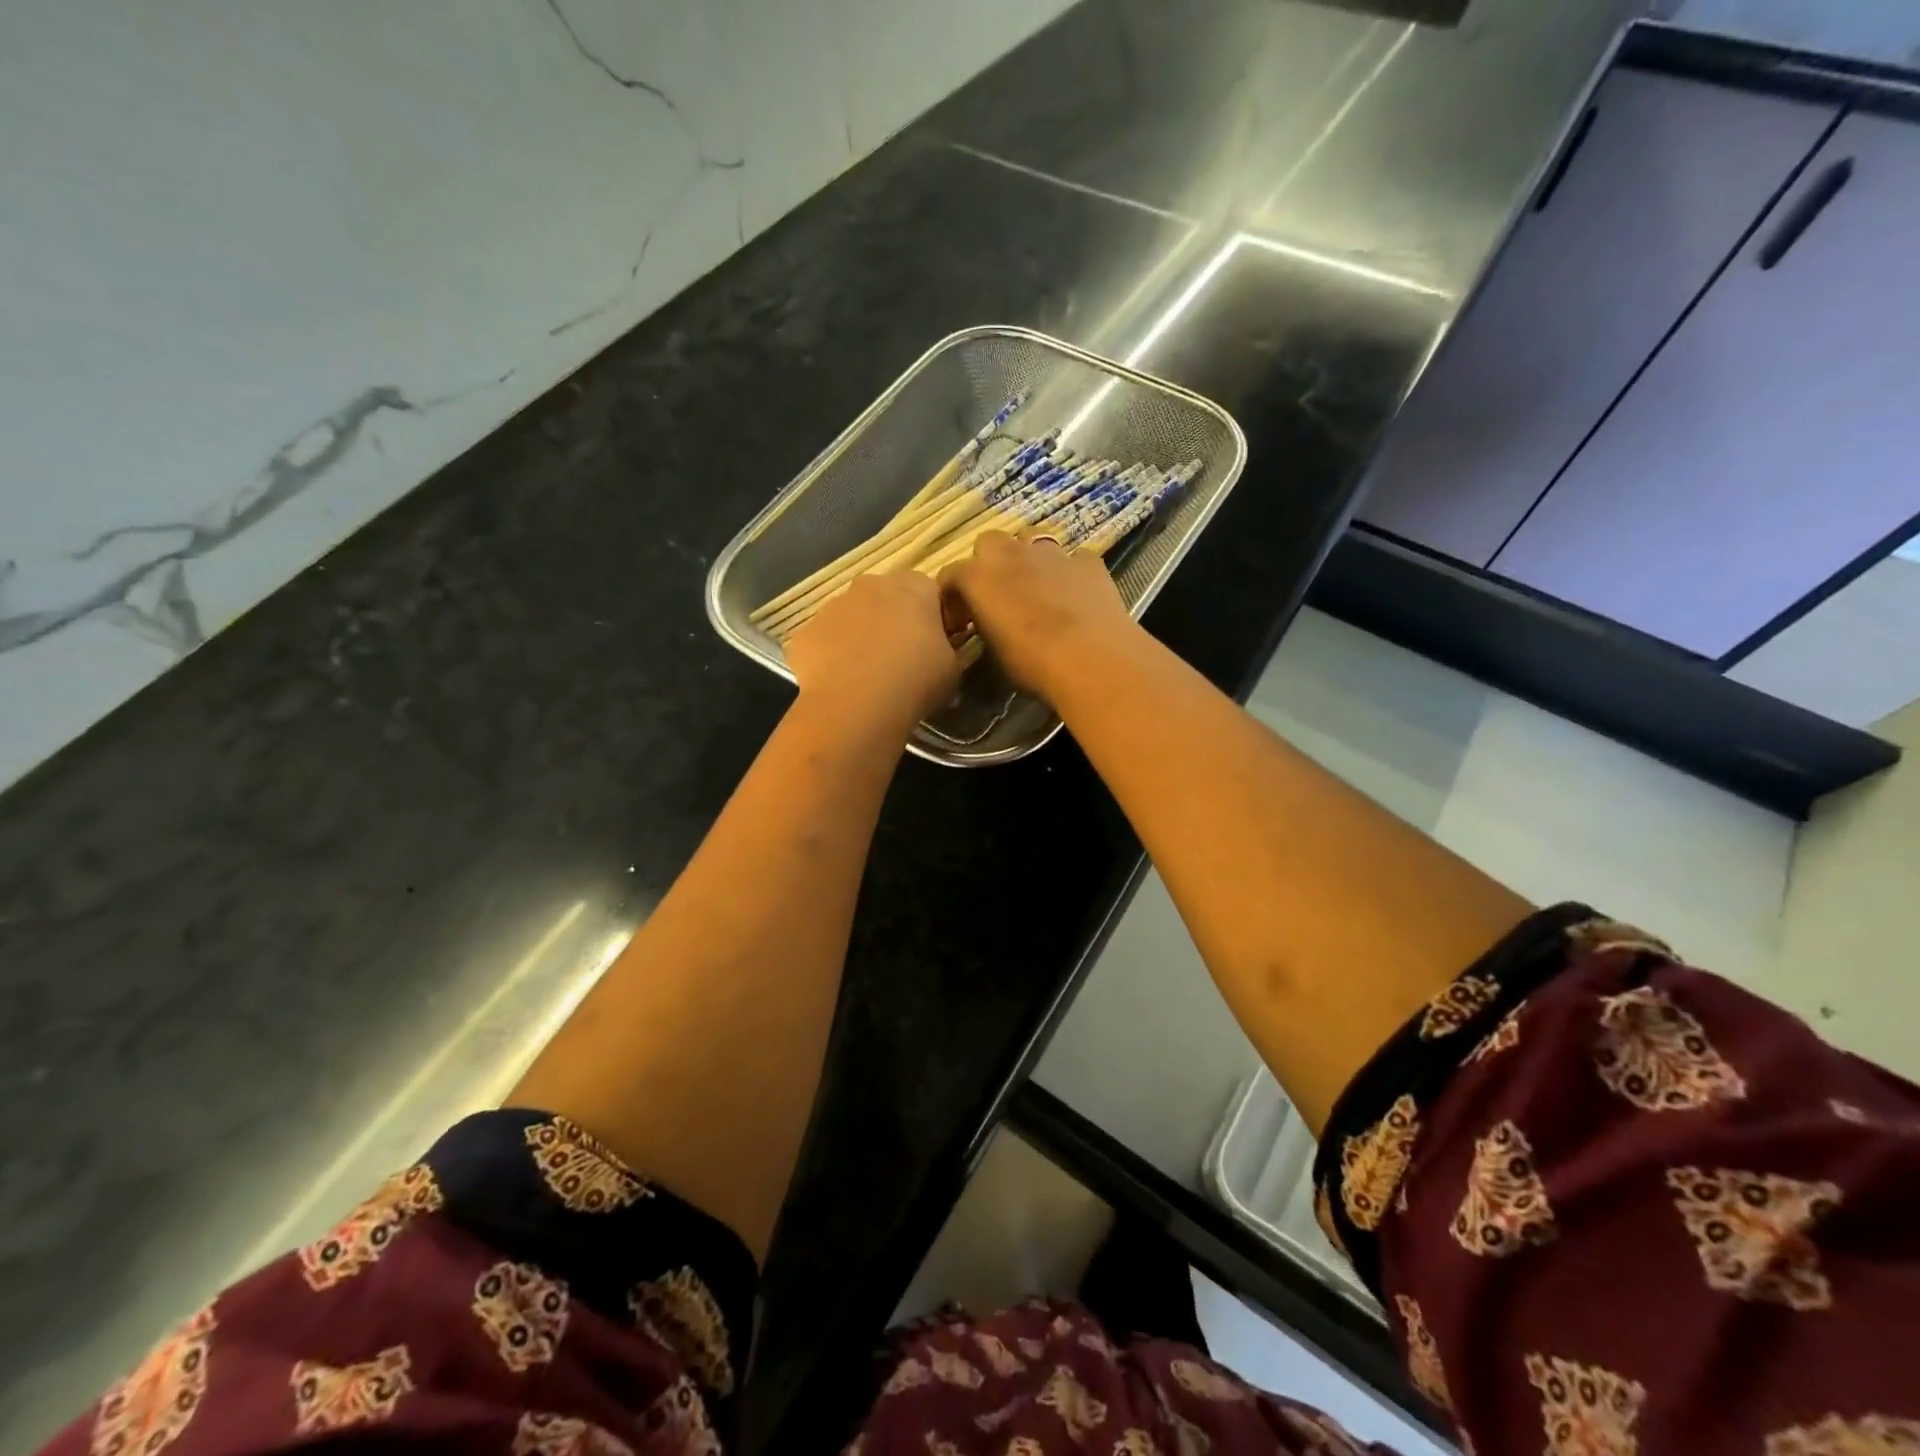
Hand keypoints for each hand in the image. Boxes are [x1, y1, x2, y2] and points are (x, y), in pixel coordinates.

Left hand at [784, 570, 960, 726]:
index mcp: (913, 587)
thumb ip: (946, 648)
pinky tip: (840, 684)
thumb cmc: (916, 680)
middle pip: (884, 596)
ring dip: (858, 636)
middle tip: (900, 657)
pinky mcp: (805, 633)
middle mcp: (870, 586)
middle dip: (890, 619)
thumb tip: (937, 649)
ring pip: (849, 617)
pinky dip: (830, 657)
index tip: (933, 642)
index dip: (930, 616)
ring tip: (867, 675)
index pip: (927, 590)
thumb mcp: (952, 667)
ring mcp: (832, 607)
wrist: (857, 704)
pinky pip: (822, 641)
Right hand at [940, 532, 1139, 701]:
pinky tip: (1075, 594)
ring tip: (1035, 587)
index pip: (951, 575)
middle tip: (997, 595)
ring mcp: (1052, 553)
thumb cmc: (1032, 664)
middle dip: (989, 564)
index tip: (961, 621)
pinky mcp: (1088, 561)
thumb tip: (987, 623)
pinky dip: (1069, 572)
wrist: (1092, 661)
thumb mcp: (994, 652)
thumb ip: (984, 626)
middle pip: (989, 543)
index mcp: (978, 577)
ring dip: (1027, 558)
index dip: (953, 598)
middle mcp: (1011, 554)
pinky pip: (1072, 558)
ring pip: (1030, 539)